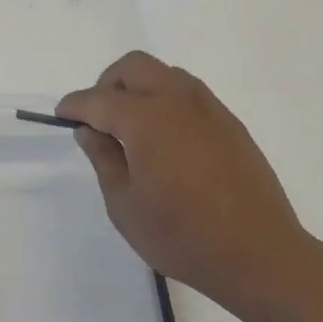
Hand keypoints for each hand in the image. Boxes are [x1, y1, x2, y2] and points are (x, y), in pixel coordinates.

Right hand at [57, 52, 311, 309]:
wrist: (260, 255)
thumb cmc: (182, 235)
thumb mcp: (125, 204)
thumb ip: (103, 158)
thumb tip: (90, 130)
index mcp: (145, 118)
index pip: (98, 98)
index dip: (75, 105)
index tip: (62, 116)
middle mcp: (177, 100)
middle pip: (133, 66)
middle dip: (107, 83)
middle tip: (99, 118)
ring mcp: (209, 108)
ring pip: (165, 73)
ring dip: (140, 87)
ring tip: (133, 128)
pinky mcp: (230, 123)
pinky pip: (189, 94)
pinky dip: (167, 101)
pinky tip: (166, 140)